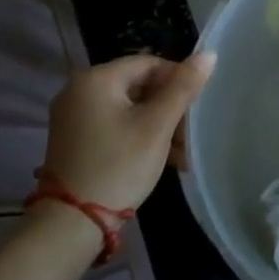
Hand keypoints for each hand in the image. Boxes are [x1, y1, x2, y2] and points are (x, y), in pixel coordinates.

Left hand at [42, 53, 215, 212]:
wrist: (70, 226)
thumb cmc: (118, 166)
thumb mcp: (157, 125)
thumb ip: (183, 86)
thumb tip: (209, 53)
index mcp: (96, 78)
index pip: (150, 63)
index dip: (179, 80)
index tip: (197, 106)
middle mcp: (79, 90)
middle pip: (139, 85)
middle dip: (169, 108)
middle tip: (190, 133)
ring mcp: (73, 116)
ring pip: (129, 107)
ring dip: (157, 125)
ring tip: (181, 151)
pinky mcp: (74, 139)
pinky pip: (114, 124)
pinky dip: (138, 135)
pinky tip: (160, 156)